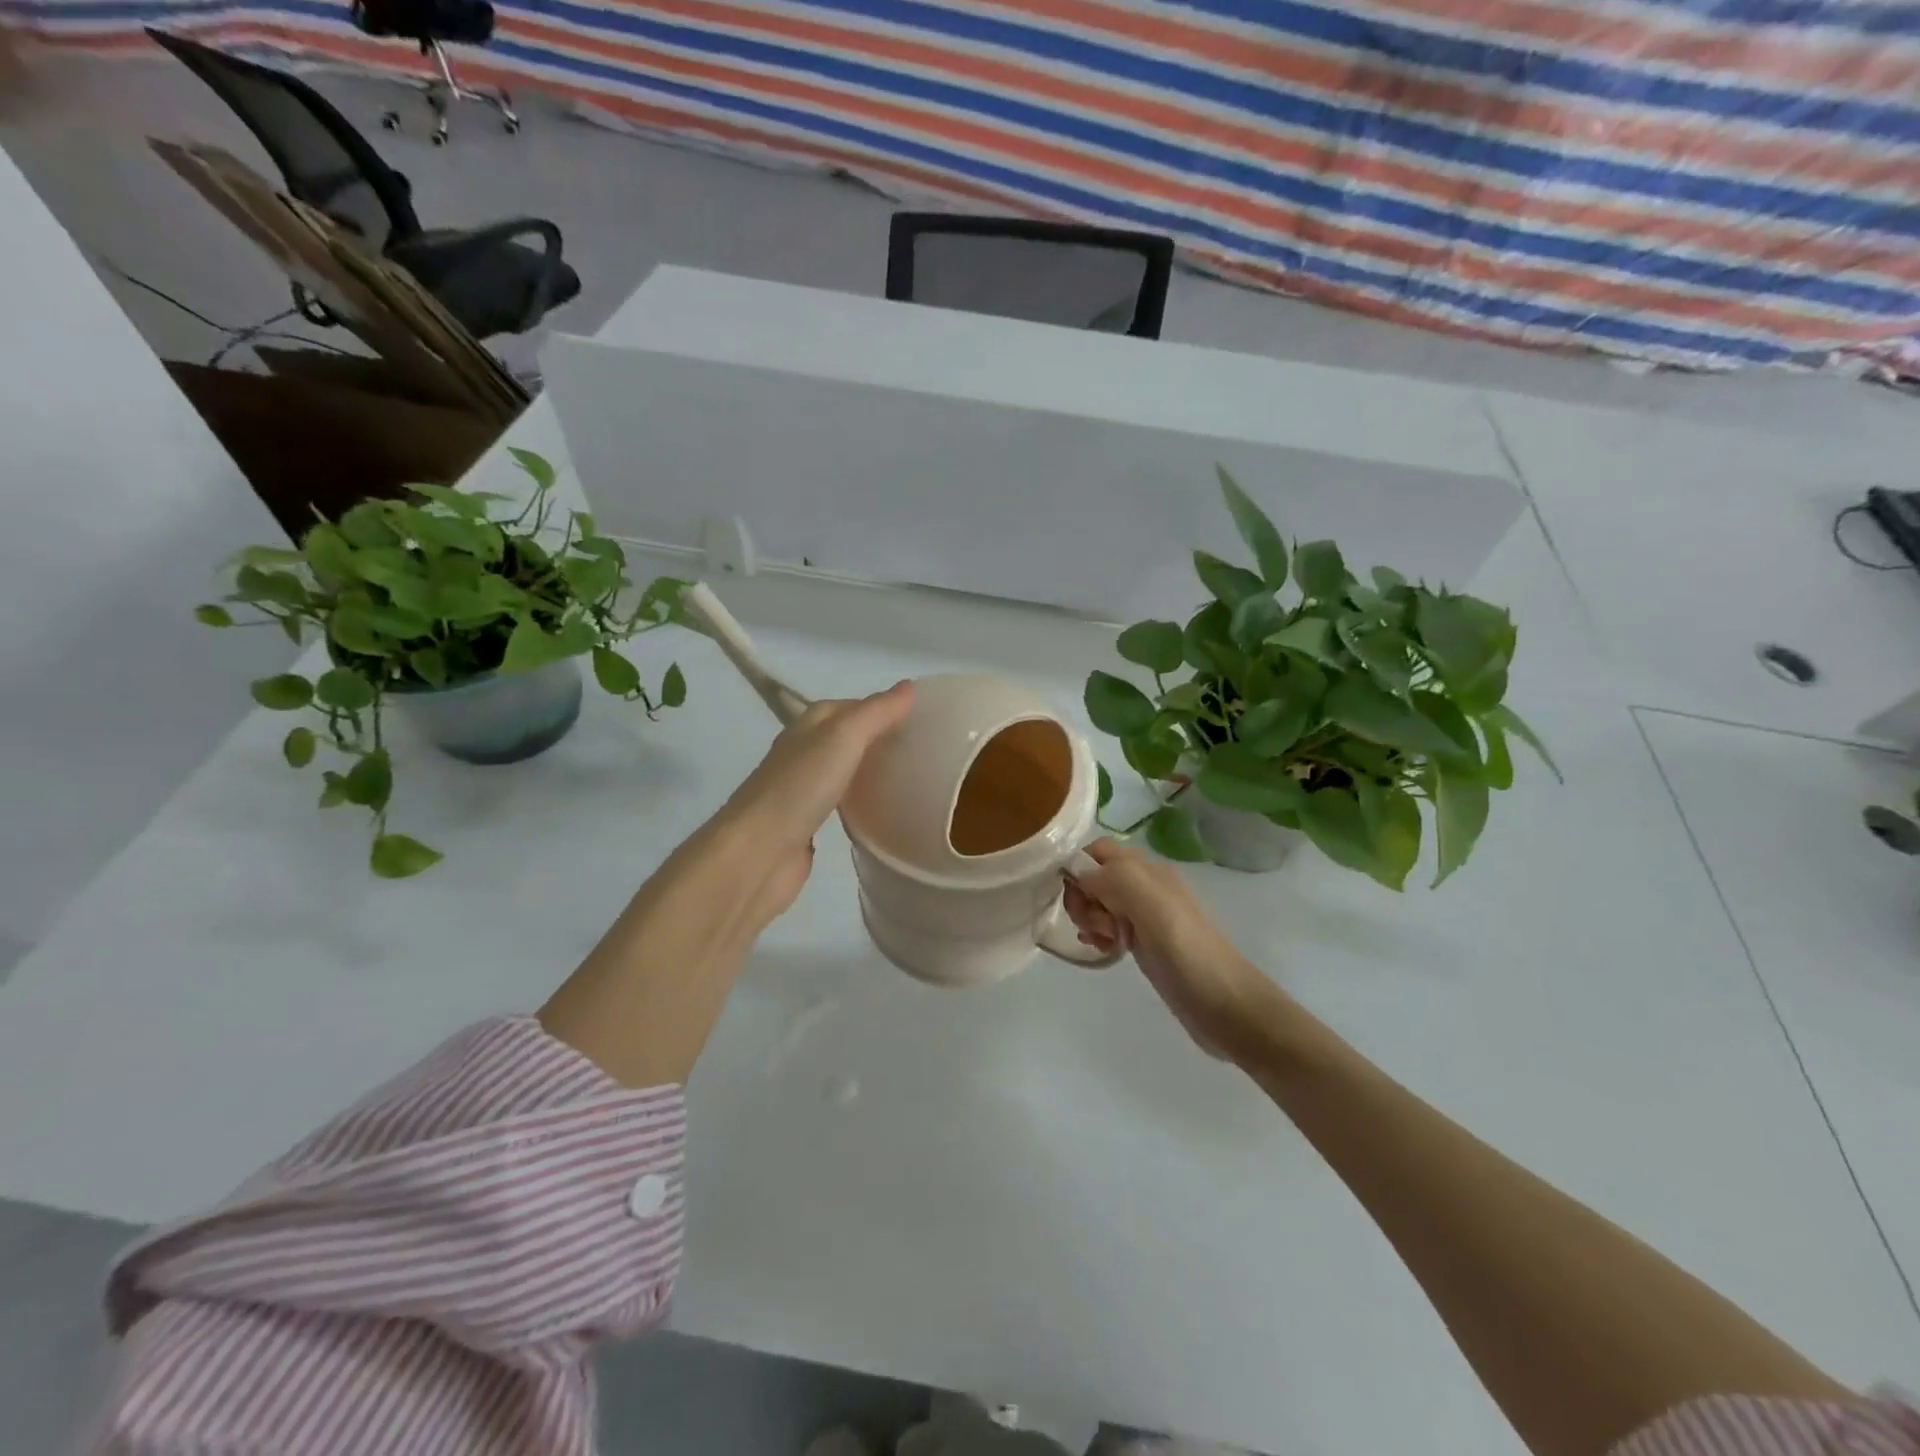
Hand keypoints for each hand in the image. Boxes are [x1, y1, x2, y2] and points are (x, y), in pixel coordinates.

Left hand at [718, 683, 914, 927]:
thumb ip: (876, 713)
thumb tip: (909, 686)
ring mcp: (803, 790)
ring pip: (844, 770)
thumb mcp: (843, 738)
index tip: (921, 718)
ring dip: (870, 770)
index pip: (851, 706)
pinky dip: (860, 801)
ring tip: (909, 776)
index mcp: (808, 726)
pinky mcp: (807, 825)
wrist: (757, 853)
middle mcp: (803, 753)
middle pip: (847, 737)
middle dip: (879, 738)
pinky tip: (881, 809)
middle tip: (921, 749)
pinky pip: (840, 804)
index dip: (883, 707)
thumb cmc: (799, 788)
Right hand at [1064, 839, 1287, 1060]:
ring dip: (1089, 917)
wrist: (1226, 1006)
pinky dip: (1098, 934)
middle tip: (1093, 924)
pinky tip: (1104, 950)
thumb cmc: (1188, 953)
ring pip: (1099, 902)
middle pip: (1095, 876)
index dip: (1079, 866)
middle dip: (1083, 896)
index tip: (1075, 896)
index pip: (1099, 850)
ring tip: (1102, 940)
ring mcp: (1145, 916)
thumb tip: (1078, 872)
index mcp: (1148, 871)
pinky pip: (1108, 926)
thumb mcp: (1152, 906)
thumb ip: (1114, 878)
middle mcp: (1145, 886)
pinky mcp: (1144, 942)